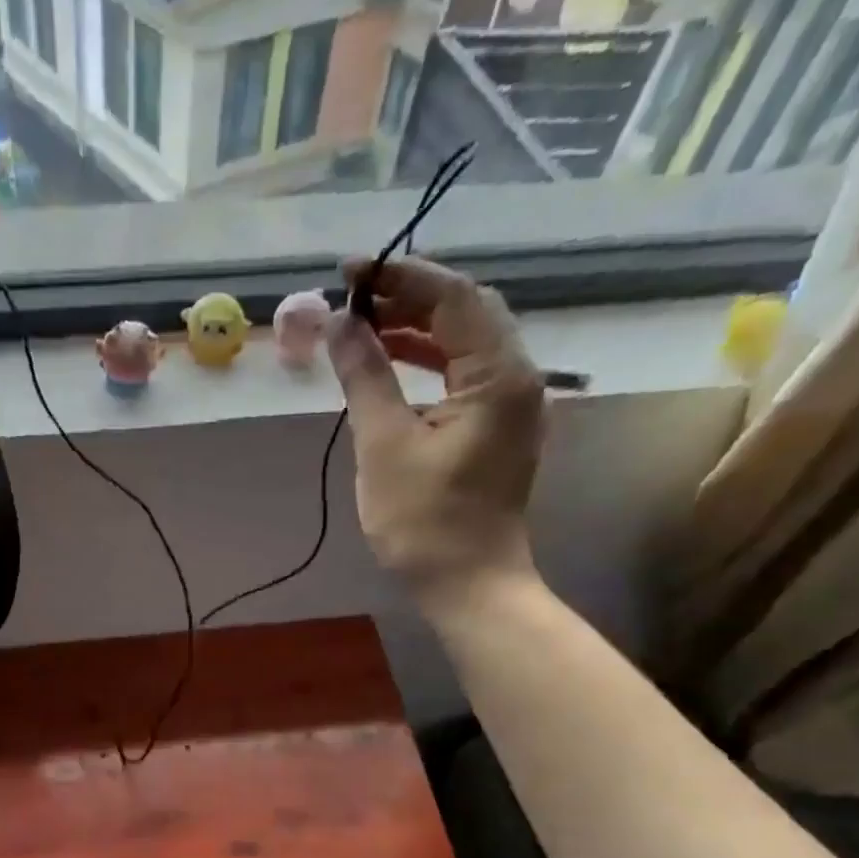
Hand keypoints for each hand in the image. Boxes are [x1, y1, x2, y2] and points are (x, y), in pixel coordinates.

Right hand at [329, 257, 545, 603]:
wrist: (468, 585)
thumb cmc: (424, 522)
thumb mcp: (384, 446)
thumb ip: (365, 377)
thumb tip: (340, 324)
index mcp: (499, 375)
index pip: (454, 297)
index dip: (400, 277)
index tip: (349, 271)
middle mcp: (518, 377)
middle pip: (466, 312)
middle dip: (409, 297)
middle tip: (354, 296)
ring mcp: (512, 404)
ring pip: (465, 343)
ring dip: (416, 328)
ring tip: (364, 325)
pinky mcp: (498, 428)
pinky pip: (463, 375)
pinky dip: (427, 362)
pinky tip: (391, 364)